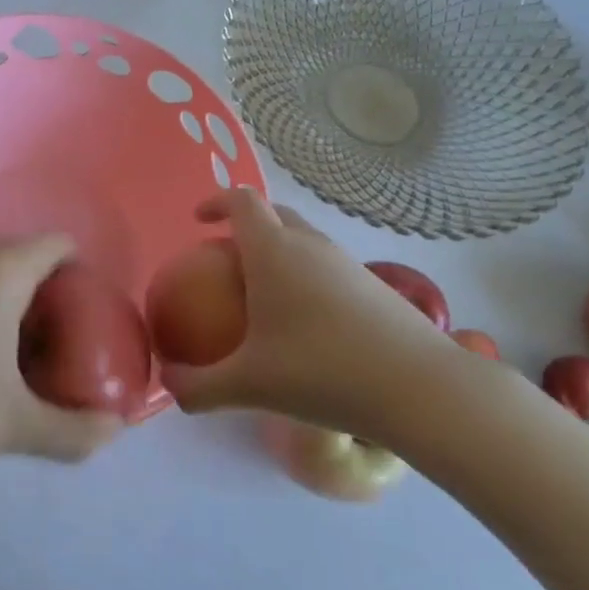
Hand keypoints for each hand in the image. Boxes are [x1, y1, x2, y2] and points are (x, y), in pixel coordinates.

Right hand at [161, 189, 469, 443]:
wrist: (419, 389)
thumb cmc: (321, 372)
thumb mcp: (248, 386)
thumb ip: (198, 388)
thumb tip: (168, 387)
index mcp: (274, 251)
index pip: (242, 201)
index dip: (216, 201)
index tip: (199, 221)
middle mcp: (310, 245)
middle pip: (274, 214)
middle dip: (246, 225)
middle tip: (226, 259)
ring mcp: (347, 263)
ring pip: (304, 240)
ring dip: (279, 252)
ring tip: (263, 296)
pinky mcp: (374, 287)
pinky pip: (327, 267)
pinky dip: (306, 278)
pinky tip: (306, 327)